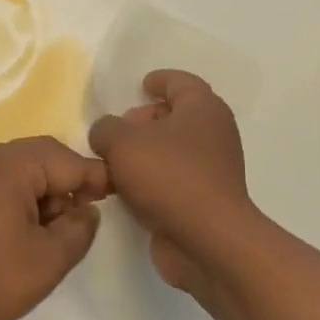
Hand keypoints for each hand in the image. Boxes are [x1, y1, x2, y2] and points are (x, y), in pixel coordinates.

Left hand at [0, 137, 111, 319]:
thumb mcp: (49, 259)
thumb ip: (80, 229)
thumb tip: (86, 210)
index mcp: (14, 164)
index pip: (70, 160)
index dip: (98, 180)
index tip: (120, 202)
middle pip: (46, 159)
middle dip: (70, 187)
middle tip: (82, 223)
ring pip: (25, 174)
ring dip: (47, 197)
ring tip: (53, 237)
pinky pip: (5, 187)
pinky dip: (24, 204)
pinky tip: (26, 237)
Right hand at [88, 70, 252, 293]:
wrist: (207, 240)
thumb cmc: (168, 176)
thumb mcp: (121, 142)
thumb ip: (105, 129)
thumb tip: (106, 134)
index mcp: (202, 109)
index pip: (181, 82)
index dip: (160, 80)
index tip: (142, 84)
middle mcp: (213, 134)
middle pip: (176, 116)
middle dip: (145, 120)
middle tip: (118, 130)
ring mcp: (212, 169)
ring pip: (173, 150)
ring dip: (145, 153)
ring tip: (113, 162)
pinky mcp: (204, 200)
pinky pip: (173, 179)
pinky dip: (151, 179)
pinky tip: (126, 190)